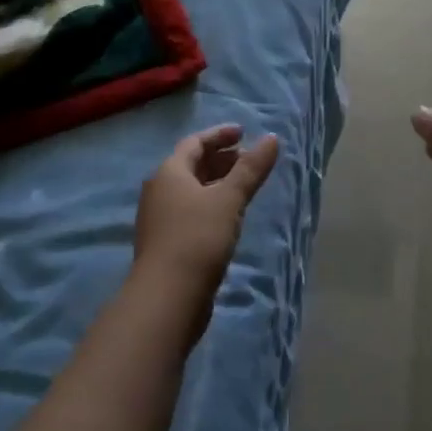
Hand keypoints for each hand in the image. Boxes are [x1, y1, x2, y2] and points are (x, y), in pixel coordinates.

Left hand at [135, 124, 279, 312]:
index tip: (244, 132)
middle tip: (249, 160)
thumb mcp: (229, 199)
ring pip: (192, 190)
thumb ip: (251, 169)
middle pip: (192, 165)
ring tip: (245, 187)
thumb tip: (271, 138)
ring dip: (218, 183)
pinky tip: (230, 217)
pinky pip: (191, 212)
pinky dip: (211, 205)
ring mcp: (160, 219)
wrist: (167, 298)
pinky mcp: (167, 243)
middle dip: (221, 159)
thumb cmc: (198, 238)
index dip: (219, 135)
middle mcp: (159, 190)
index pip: (195, 142)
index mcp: (169, 172)